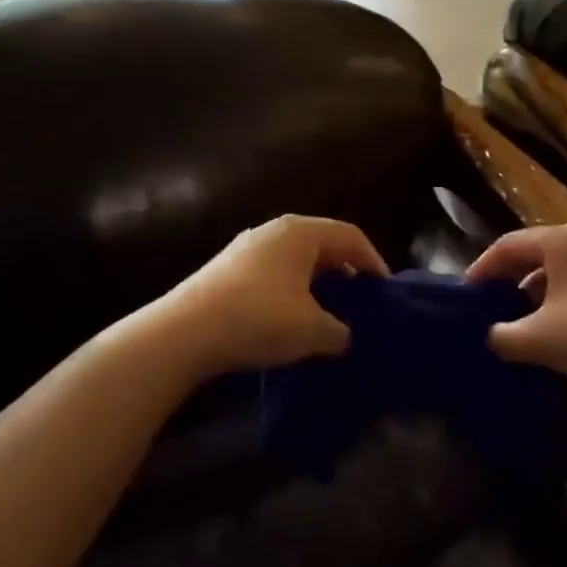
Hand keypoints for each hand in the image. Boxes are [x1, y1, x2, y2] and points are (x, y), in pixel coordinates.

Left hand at [151, 215, 387, 379]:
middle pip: (323, 245)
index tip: (385, 293)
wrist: (182, 333)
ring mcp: (247, 247)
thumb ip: (340, 331)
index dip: (373, 263)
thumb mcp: (311, 331)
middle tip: (360, 304)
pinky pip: (274, 272)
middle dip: (345, 274)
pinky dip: (291, 291)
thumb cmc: (257, 319)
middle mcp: (275, 230)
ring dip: (317, 285)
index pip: (351, 236)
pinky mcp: (227, 269)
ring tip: (327, 316)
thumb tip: (346, 335)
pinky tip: (290, 320)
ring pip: (297, 260)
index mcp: (301, 232)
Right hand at [465, 223, 566, 394]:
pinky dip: (557, 302)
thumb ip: (503, 336)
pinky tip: (553, 331)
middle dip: (506, 281)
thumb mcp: (541, 339)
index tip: (463, 297)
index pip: (506, 245)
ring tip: (516, 323)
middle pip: (531, 254)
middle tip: (485, 308)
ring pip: (555, 271)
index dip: (480, 269)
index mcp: (559, 241)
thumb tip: (489, 336)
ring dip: (532, 295)